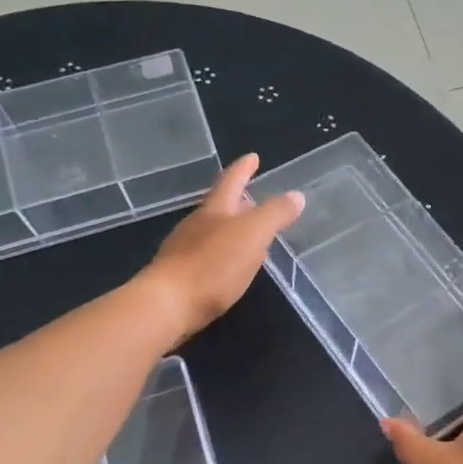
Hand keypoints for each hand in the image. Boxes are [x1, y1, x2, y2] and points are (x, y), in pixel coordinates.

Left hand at [138, 154, 302, 339]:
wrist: (166, 306)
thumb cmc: (212, 265)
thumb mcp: (252, 235)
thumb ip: (274, 215)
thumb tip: (296, 195)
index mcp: (214, 210)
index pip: (231, 181)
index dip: (243, 168)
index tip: (253, 157)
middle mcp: (196, 225)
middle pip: (218, 206)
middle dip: (237, 200)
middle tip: (254, 196)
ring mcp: (184, 250)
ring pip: (211, 232)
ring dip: (230, 229)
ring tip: (248, 234)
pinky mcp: (180, 277)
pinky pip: (206, 257)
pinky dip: (222, 255)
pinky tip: (229, 267)